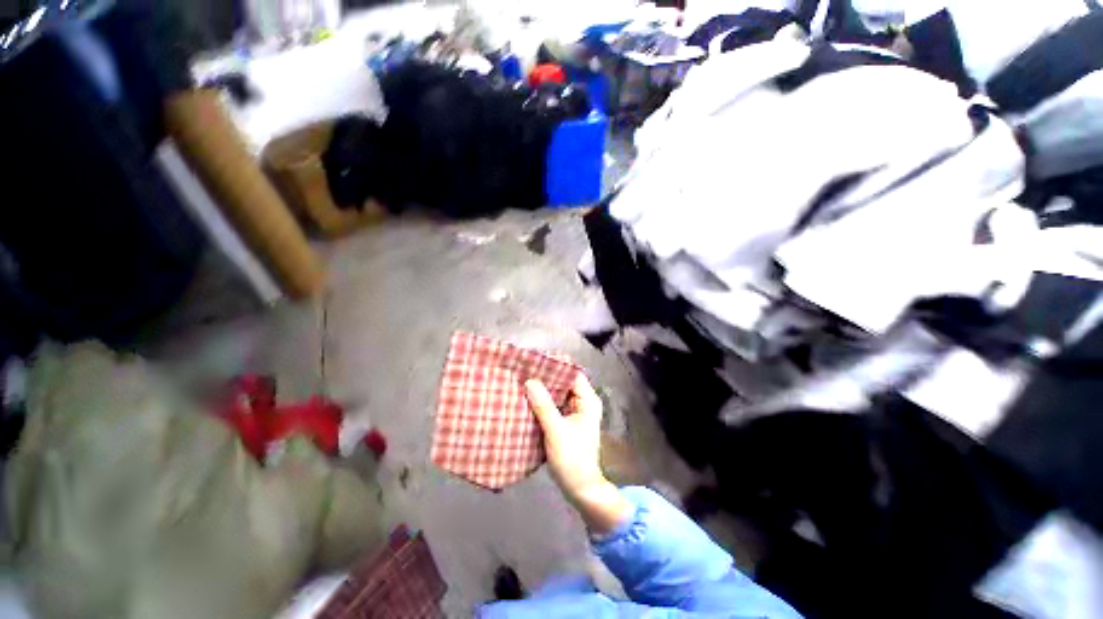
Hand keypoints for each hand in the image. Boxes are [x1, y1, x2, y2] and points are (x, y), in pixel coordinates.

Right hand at [525, 375, 631, 533]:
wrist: (580, 489)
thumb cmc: (572, 459)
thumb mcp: (556, 431)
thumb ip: (543, 406)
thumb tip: (530, 381)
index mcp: (587, 400)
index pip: (572, 373)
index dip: (555, 366)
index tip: (535, 361)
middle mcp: (583, 402)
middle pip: (564, 382)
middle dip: (546, 377)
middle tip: (524, 370)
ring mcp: (574, 412)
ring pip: (557, 394)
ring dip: (543, 390)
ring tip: (522, 381)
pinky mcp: (566, 421)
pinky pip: (553, 405)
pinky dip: (542, 402)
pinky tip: (527, 399)